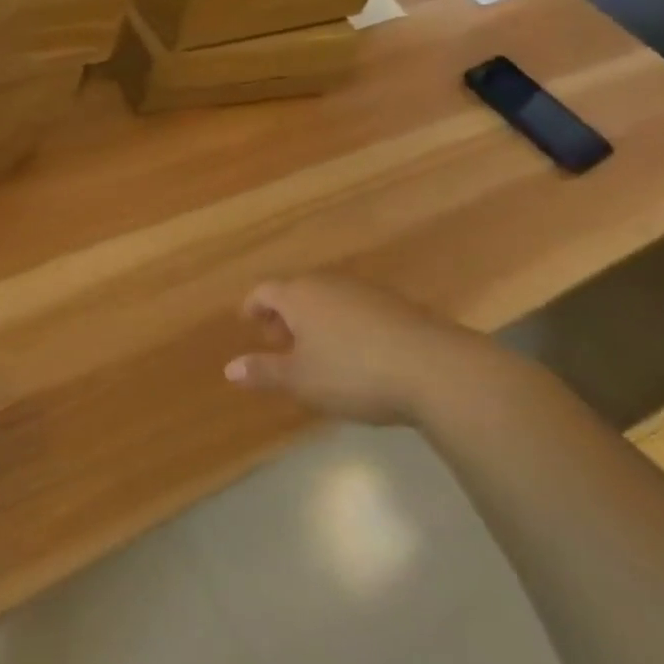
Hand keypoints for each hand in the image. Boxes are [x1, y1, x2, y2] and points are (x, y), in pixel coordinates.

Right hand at [224, 276, 508, 425]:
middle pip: (296, 291)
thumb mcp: (302, 380)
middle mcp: (328, 283)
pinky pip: (354, 308)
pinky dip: (342, 324)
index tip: (247, 323)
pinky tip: (354, 354)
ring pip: (326, 299)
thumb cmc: (354, 373)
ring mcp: (364, 290)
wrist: (434, 368)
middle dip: (283, 315)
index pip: (264, 291)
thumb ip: (264, 372)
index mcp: (299, 295)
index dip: (252, 307)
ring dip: (314, 320)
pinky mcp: (394, 304)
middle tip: (278, 343)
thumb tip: (229, 368)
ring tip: (315, 352)